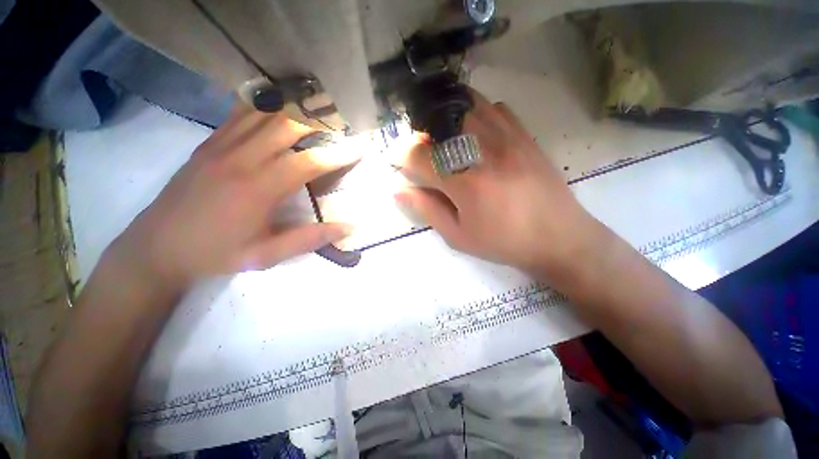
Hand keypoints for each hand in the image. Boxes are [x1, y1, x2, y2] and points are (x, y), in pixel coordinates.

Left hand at [110, 106, 359, 291]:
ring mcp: (222, 146)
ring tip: (318, 104)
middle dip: (320, 118)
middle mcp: (241, 159)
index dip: (339, 153)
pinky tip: (279, 102)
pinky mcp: (209, 143)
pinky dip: (265, 104)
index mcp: (258, 189)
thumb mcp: (266, 256)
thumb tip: (348, 227)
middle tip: (343, 117)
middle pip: (287, 125)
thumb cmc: (215, 254)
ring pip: (264, 113)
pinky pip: (240, 114)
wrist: (156, 247)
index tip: (361, 145)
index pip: (309, 162)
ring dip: (295, 106)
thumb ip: (310, 239)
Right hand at [395, 89, 600, 275]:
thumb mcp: (458, 235)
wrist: (559, 237)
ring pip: (466, 105)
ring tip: (445, 141)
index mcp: (464, 182)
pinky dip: (475, 114)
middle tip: (423, 154)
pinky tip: (475, 135)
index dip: (401, 155)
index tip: (399, 163)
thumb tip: (398, 191)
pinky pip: (494, 108)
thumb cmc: (503, 242)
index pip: (418, 154)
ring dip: (446, 119)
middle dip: (422, 134)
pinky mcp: (524, 134)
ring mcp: (508, 137)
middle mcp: (483, 151)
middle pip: (440, 121)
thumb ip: (426, 209)